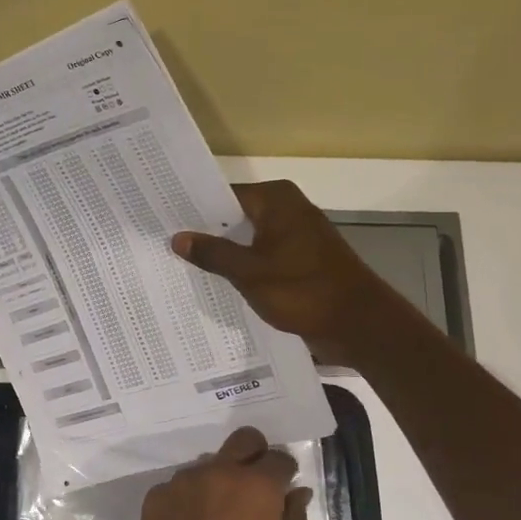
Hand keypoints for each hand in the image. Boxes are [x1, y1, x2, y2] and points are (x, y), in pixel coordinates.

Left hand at [131, 427, 311, 519]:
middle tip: (253, 488)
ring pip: (207, 464)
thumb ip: (290, 518)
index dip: (284, 473)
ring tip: (217, 517)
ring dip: (217, 480)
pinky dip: (189, 499)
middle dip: (253, 456)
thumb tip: (296, 492)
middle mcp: (217, 472)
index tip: (283, 489)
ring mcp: (182, 481)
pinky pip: (179, 485)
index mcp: (255, 486)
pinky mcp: (155, 496)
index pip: (278, 459)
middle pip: (242, 441)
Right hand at [171, 180, 394, 364]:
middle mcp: (286, 209)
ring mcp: (294, 236)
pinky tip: (214, 283)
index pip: (223, 195)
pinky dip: (242, 267)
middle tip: (162, 245)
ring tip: (178, 265)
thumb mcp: (250, 273)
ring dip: (222, 253)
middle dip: (204, 232)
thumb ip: (213, 254)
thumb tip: (177, 238)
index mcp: (276, 200)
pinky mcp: (298, 260)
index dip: (193, 208)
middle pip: (234, 216)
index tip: (161, 219)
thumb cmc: (304, 291)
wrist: (359, 324)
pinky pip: (260, 257)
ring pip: (247, 239)